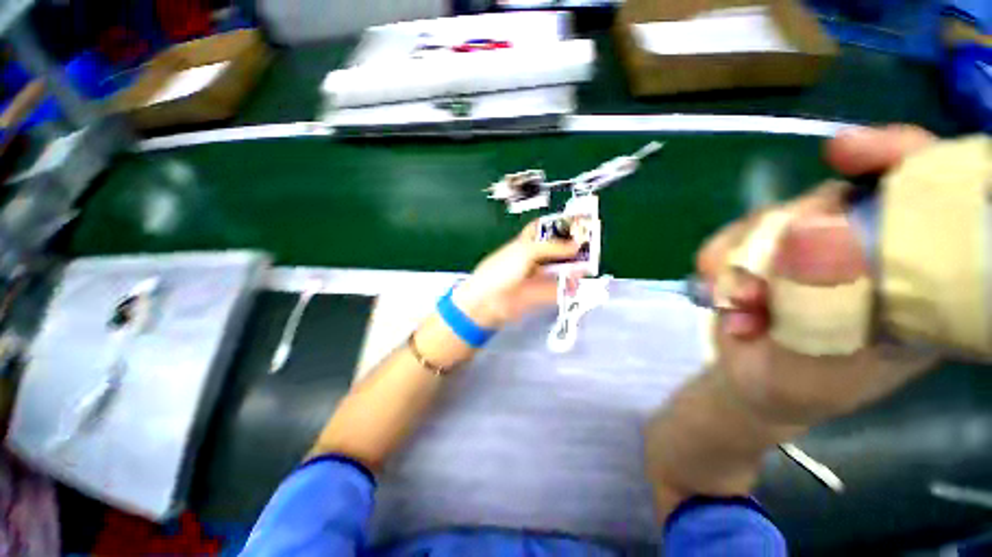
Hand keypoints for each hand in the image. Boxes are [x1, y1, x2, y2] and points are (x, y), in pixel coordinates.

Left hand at [452, 221, 581, 328]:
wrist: (487, 301)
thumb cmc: (502, 269)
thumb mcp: (525, 252)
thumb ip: (552, 247)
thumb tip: (576, 244)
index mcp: (525, 243)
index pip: (542, 229)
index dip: (558, 225)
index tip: (577, 223)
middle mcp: (532, 257)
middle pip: (555, 249)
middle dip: (571, 247)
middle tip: (590, 245)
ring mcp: (536, 276)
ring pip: (559, 268)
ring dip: (572, 266)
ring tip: (588, 264)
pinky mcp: (540, 293)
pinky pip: (558, 287)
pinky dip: (569, 285)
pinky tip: (578, 282)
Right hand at [696, 125, 940, 425]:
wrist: (752, 386)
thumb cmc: (803, 386)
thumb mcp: (822, 360)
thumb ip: (823, 302)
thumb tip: (812, 225)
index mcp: (911, 277)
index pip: (928, 195)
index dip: (897, 158)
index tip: (846, 151)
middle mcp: (863, 249)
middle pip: (830, 199)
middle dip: (783, 238)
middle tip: (757, 293)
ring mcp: (809, 247)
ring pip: (771, 218)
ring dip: (740, 263)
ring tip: (738, 310)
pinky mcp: (764, 250)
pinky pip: (732, 235)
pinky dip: (717, 265)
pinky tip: (722, 297)